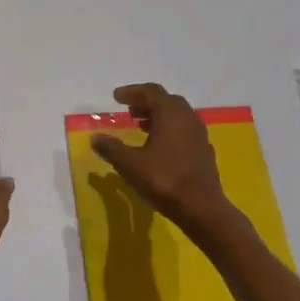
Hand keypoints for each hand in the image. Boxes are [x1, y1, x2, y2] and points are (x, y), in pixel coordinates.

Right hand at [91, 83, 229, 228]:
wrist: (202, 208)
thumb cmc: (164, 180)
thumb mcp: (130, 164)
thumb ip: (111, 148)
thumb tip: (95, 138)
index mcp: (171, 114)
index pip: (151, 92)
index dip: (132, 92)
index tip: (116, 97)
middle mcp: (188, 118)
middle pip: (166, 101)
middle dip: (146, 103)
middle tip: (129, 111)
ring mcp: (199, 135)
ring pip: (178, 116)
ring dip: (158, 117)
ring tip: (141, 127)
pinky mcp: (204, 151)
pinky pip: (185, 131)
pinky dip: (169, 130)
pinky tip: (159, 147)